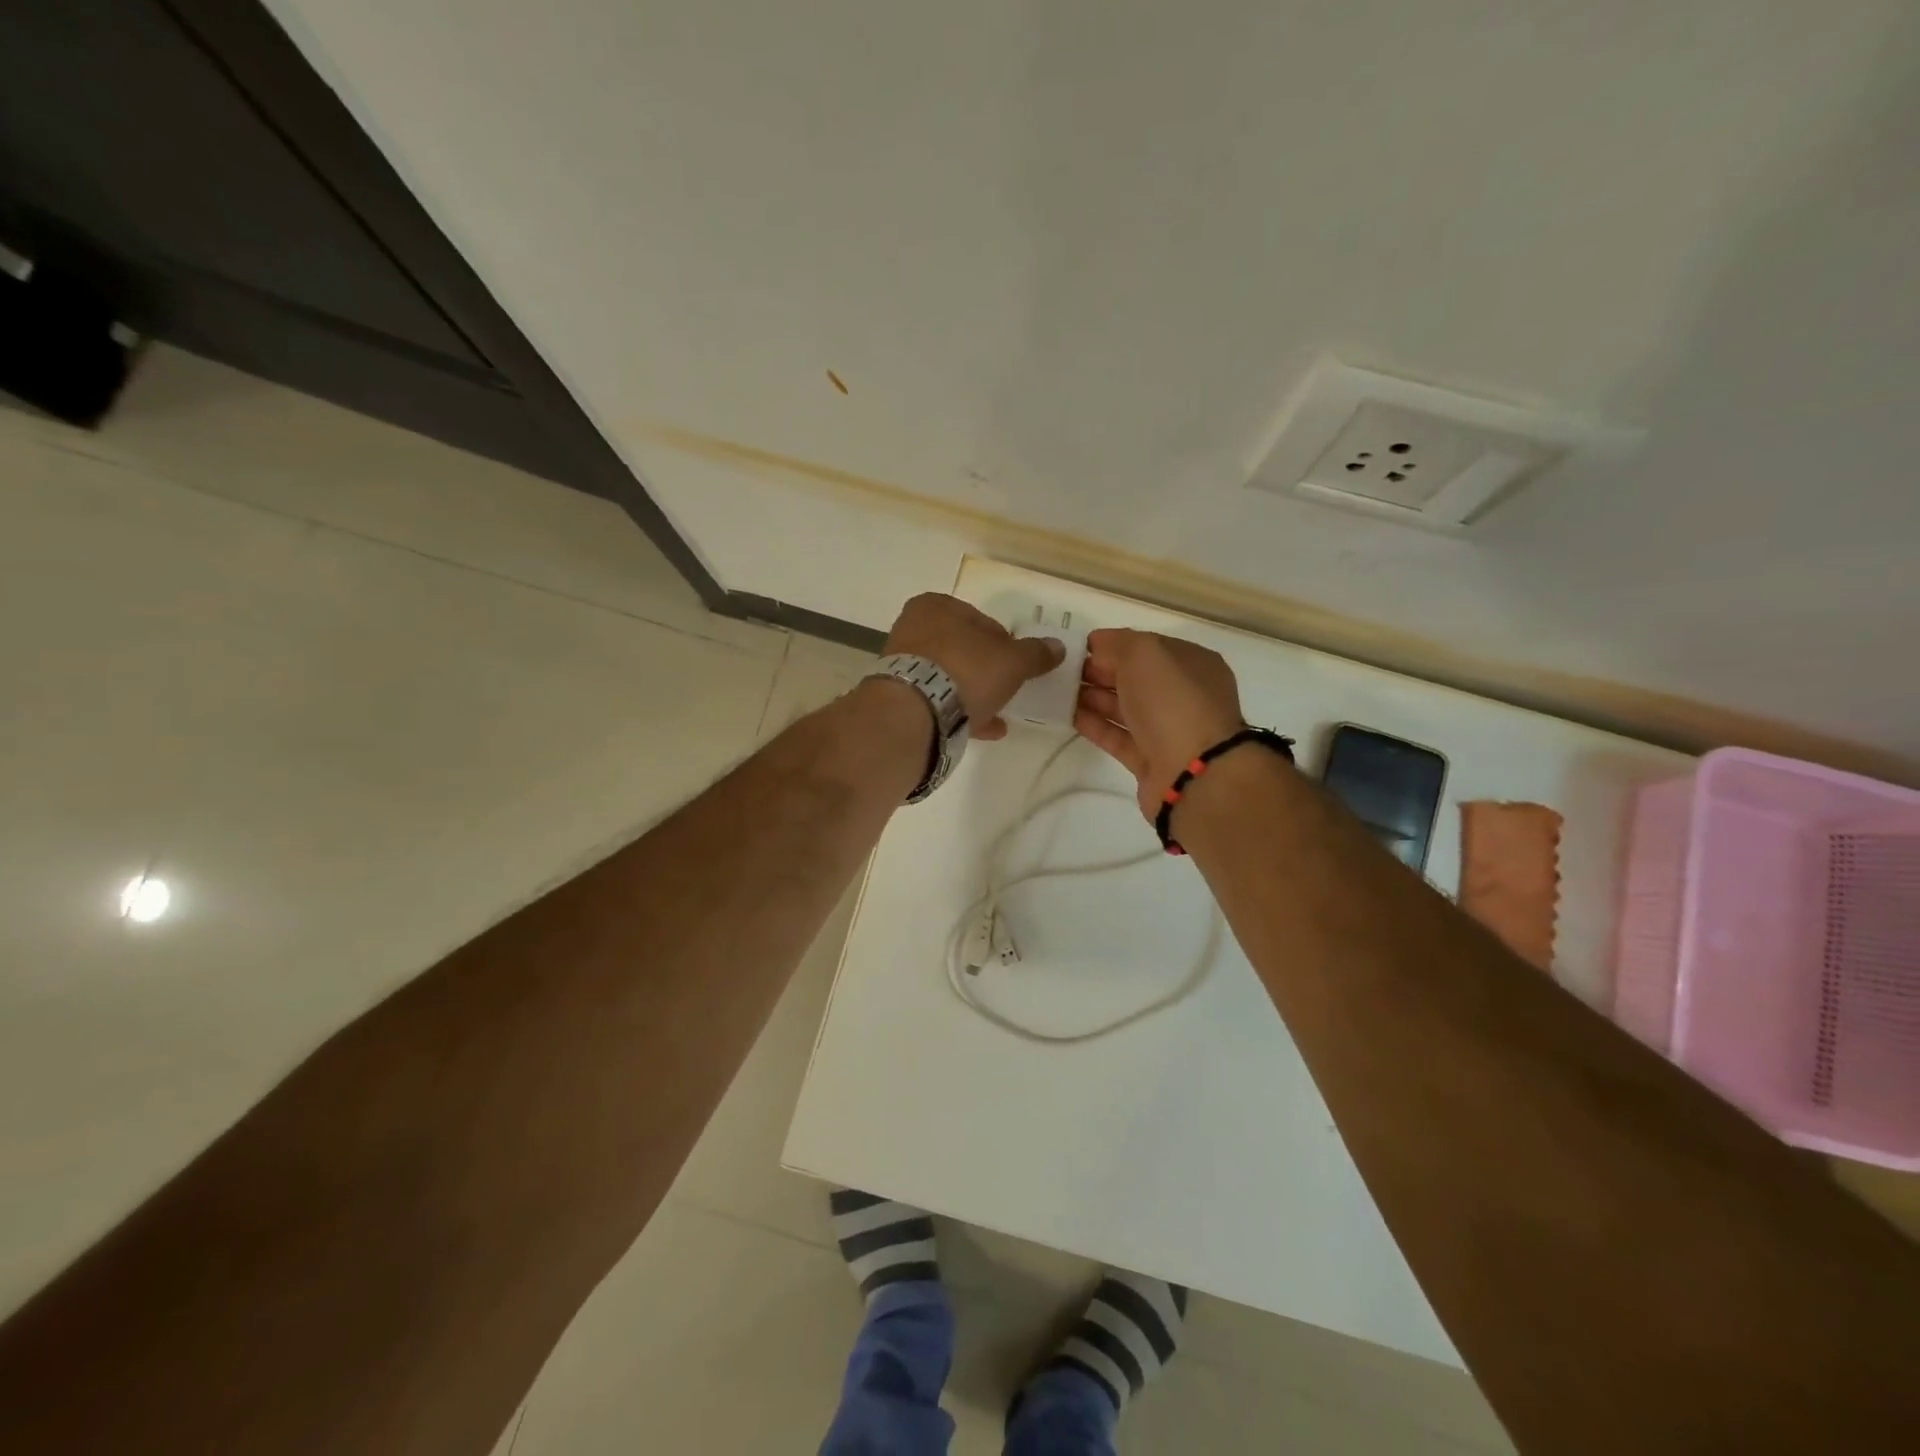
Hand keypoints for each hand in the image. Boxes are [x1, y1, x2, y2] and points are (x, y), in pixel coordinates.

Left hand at [884, 594, 1064, 740]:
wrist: (915, 713)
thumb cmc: (966, 670)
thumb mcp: (1012, 661)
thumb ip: (1035, 653)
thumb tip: (1057, 647)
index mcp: (935, 606)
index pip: (980, 619)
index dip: (1004, 641)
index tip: (1018, 662)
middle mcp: (912, 628)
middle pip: (962, 648)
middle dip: (986, 668)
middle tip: (1008, 686)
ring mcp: (902, 664)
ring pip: (948, 676)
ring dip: (973, 692)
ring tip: (999, 712)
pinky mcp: (898, 697)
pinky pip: (936, 701)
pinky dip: (960, 711)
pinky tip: (985, 729)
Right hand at [1075, 628, 1245, 816]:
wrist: (1193, 773)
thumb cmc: (1173, 701)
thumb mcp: (1145, 653)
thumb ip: (1118, 643)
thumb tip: (1098, 644)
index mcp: (1191, 664)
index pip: (1147, 647)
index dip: (1113, 645)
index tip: (1077, 649)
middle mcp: (1183, 695)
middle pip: (1134, 678)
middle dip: (1099, 672)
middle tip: (1062, 672)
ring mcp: (1168, 730)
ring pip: (1125, 708)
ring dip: (1093, 698)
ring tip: (1058, 692)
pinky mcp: (1150, 760)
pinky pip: (1118, 737)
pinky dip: (1095, 726)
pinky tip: (1068, 716)